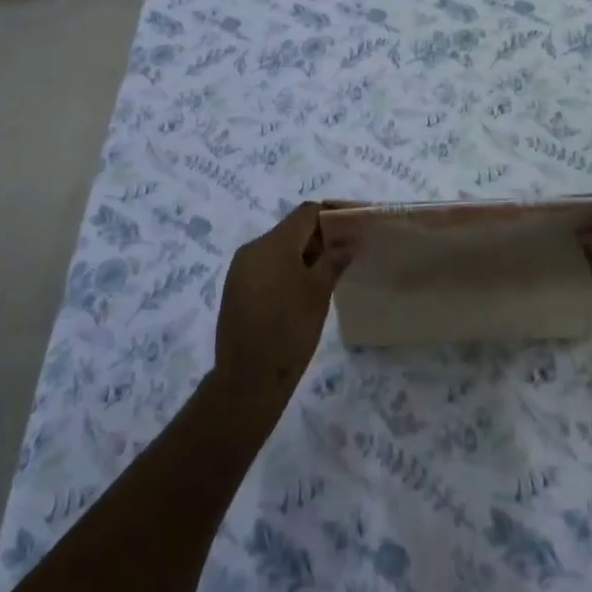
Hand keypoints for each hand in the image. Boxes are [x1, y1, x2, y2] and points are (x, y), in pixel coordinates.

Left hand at [213, 203, 347, 415]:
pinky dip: (287, 267)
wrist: (248, 379)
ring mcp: (241, 268)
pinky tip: (303, 288)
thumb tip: (350, 238)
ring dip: (304, 253)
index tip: (355, 225)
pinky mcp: (236, 287)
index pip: (307, 213)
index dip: (333, 214)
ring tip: (328, 272)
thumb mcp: (319, 293)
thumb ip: (334, 259)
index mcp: (274, 243)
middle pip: (292, 228)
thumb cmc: (290, 330)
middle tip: (346, 252)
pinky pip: (266, 264)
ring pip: (279, 247)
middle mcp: (253, 247)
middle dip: (320, 236)